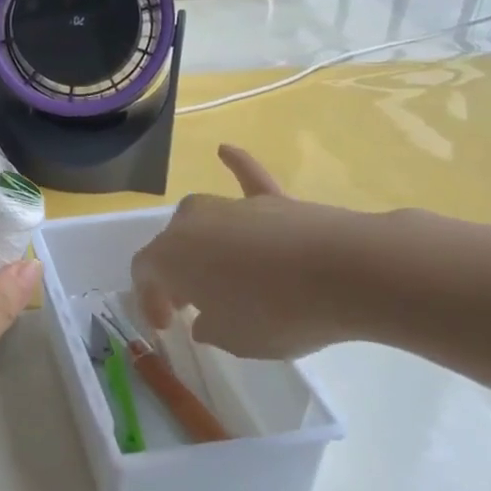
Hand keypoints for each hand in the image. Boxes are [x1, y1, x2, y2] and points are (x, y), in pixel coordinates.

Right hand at [131, 145, 360, 361]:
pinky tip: (225, 150)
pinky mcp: (272, 200)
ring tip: (219, 270)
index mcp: (170, 257)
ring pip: (203, 220)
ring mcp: (232, 207)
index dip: (150, 299)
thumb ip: (211, 327)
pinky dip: (236, 165)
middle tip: (193, 303)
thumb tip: (207, 318)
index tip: (169, 325)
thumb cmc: (277, 312)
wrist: (345, 273)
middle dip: (176, 273)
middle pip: (172, 244)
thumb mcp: (235, 339)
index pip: (145, 273)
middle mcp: (192, 223)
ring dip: (203, 243)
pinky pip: (247, 178)